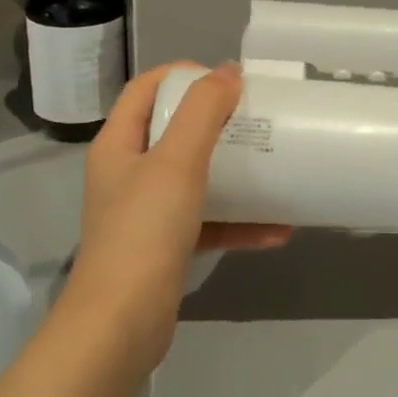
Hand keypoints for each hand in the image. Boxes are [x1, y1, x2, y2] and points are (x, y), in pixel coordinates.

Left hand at [60, 63, 290, 373]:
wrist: (121, 326)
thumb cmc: (145, 231)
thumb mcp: (176, 161)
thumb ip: (202, 111)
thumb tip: (228, 70)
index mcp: (119, 144)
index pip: (146, 88)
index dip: (185, 75)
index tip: (229, 80)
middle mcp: (128, 173)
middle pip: (173, 130)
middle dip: (217, 121)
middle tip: (258, 118)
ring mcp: (146, 213)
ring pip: (194, 177)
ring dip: (234, 172)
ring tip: (275, 166)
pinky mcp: (166, 247)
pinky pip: (208, 222)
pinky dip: (239, 222)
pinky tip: (279, 229)